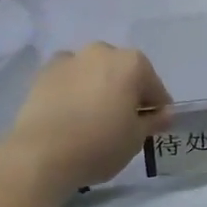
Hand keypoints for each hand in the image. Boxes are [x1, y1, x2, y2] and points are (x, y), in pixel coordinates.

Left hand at [3, 44, 171, 195]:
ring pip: (94, 72)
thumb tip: (165, 113)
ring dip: (99, 87)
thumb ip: (154, 121)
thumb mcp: (136, 138)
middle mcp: (102, 52)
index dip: (156, 109)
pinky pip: (68, 79)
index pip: (155, 88)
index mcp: (132, 63)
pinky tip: (70, 113)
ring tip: (93, 118)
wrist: (40, 155)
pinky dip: (73, 89)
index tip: (152, 128)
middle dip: (127, 92)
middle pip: (124, 73)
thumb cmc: (99, 144)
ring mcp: (69, 59)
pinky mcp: (43, 73)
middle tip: (123, 122)